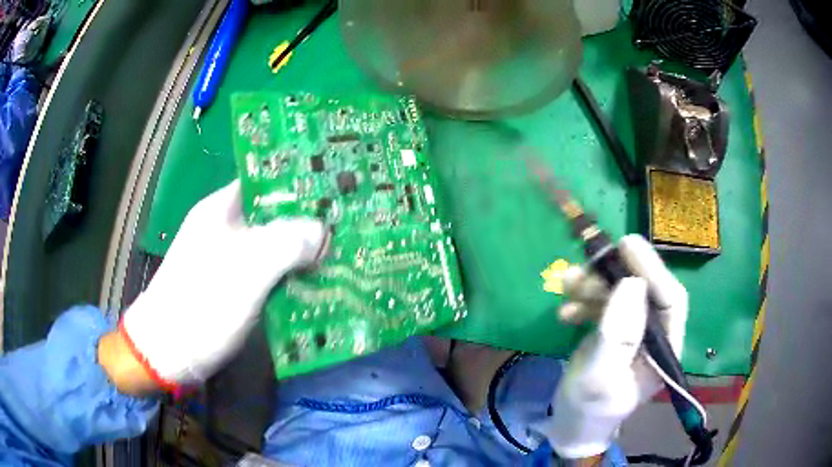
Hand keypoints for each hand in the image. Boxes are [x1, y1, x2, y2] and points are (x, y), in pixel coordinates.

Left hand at [109, 181, 326, 391]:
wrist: (169, 353)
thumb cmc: (202, 303)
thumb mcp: (247, 268)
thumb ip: (287, 242)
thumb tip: (322, 230)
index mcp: (222, 209)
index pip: (265, 179)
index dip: (298, 181)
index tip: (334, 189)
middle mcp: (225, 229)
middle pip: (272, 214)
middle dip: (307, 220)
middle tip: (346, 226)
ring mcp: (228, 260)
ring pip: (272, 246)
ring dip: (301, 252)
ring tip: (340, 254)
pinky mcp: (233, 288)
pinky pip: (268, 274)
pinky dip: (289, 276)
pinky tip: (315, 284)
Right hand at [536, 235, 687, 458]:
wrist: (571, 427)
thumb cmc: (589, 411)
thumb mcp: (600, 378)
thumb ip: (617, 335)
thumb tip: (632, 283)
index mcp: (665, 348)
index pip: (670, 300)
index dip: (653, 269)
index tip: (626, 244)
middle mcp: (654, 334)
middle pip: (643, 290)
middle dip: (614, 275)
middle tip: (586, 265)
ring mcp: (632, 331)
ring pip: (619, 292)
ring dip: (593, 285)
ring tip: (566, 285)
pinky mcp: (612, 330)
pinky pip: (601, 303)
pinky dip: (582, 300)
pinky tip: (565, 312)